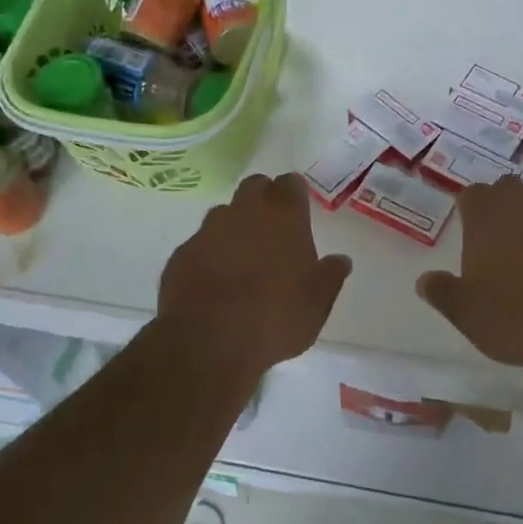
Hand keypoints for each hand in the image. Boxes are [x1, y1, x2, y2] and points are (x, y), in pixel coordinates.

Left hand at [158, 173, 352, 373]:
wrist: (210, 340)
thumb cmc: (276, 317)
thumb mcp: (318, 302)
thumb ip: (330, 276)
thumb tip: (341, 260)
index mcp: (284, 217)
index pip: (290, 183)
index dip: (294, 192)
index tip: (297, 208)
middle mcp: (245, 212)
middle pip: (254, 187)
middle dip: (263, 198)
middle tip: (271, 227)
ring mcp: (208, 230)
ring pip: (223, 213)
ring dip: (233, 226)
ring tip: (240, 258)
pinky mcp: (181, 254)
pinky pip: (199, 244)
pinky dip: (208, 254)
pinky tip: (213, 281)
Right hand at [416, 179, 522, 375]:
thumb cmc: (513, 319)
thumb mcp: (464, 312)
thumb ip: (441, 291)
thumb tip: (425, 280)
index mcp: (489, 218)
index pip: (473, 194)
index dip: (470, 208)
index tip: (469, 228)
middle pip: (511, 190)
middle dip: (503, 206)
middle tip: (498, 239)